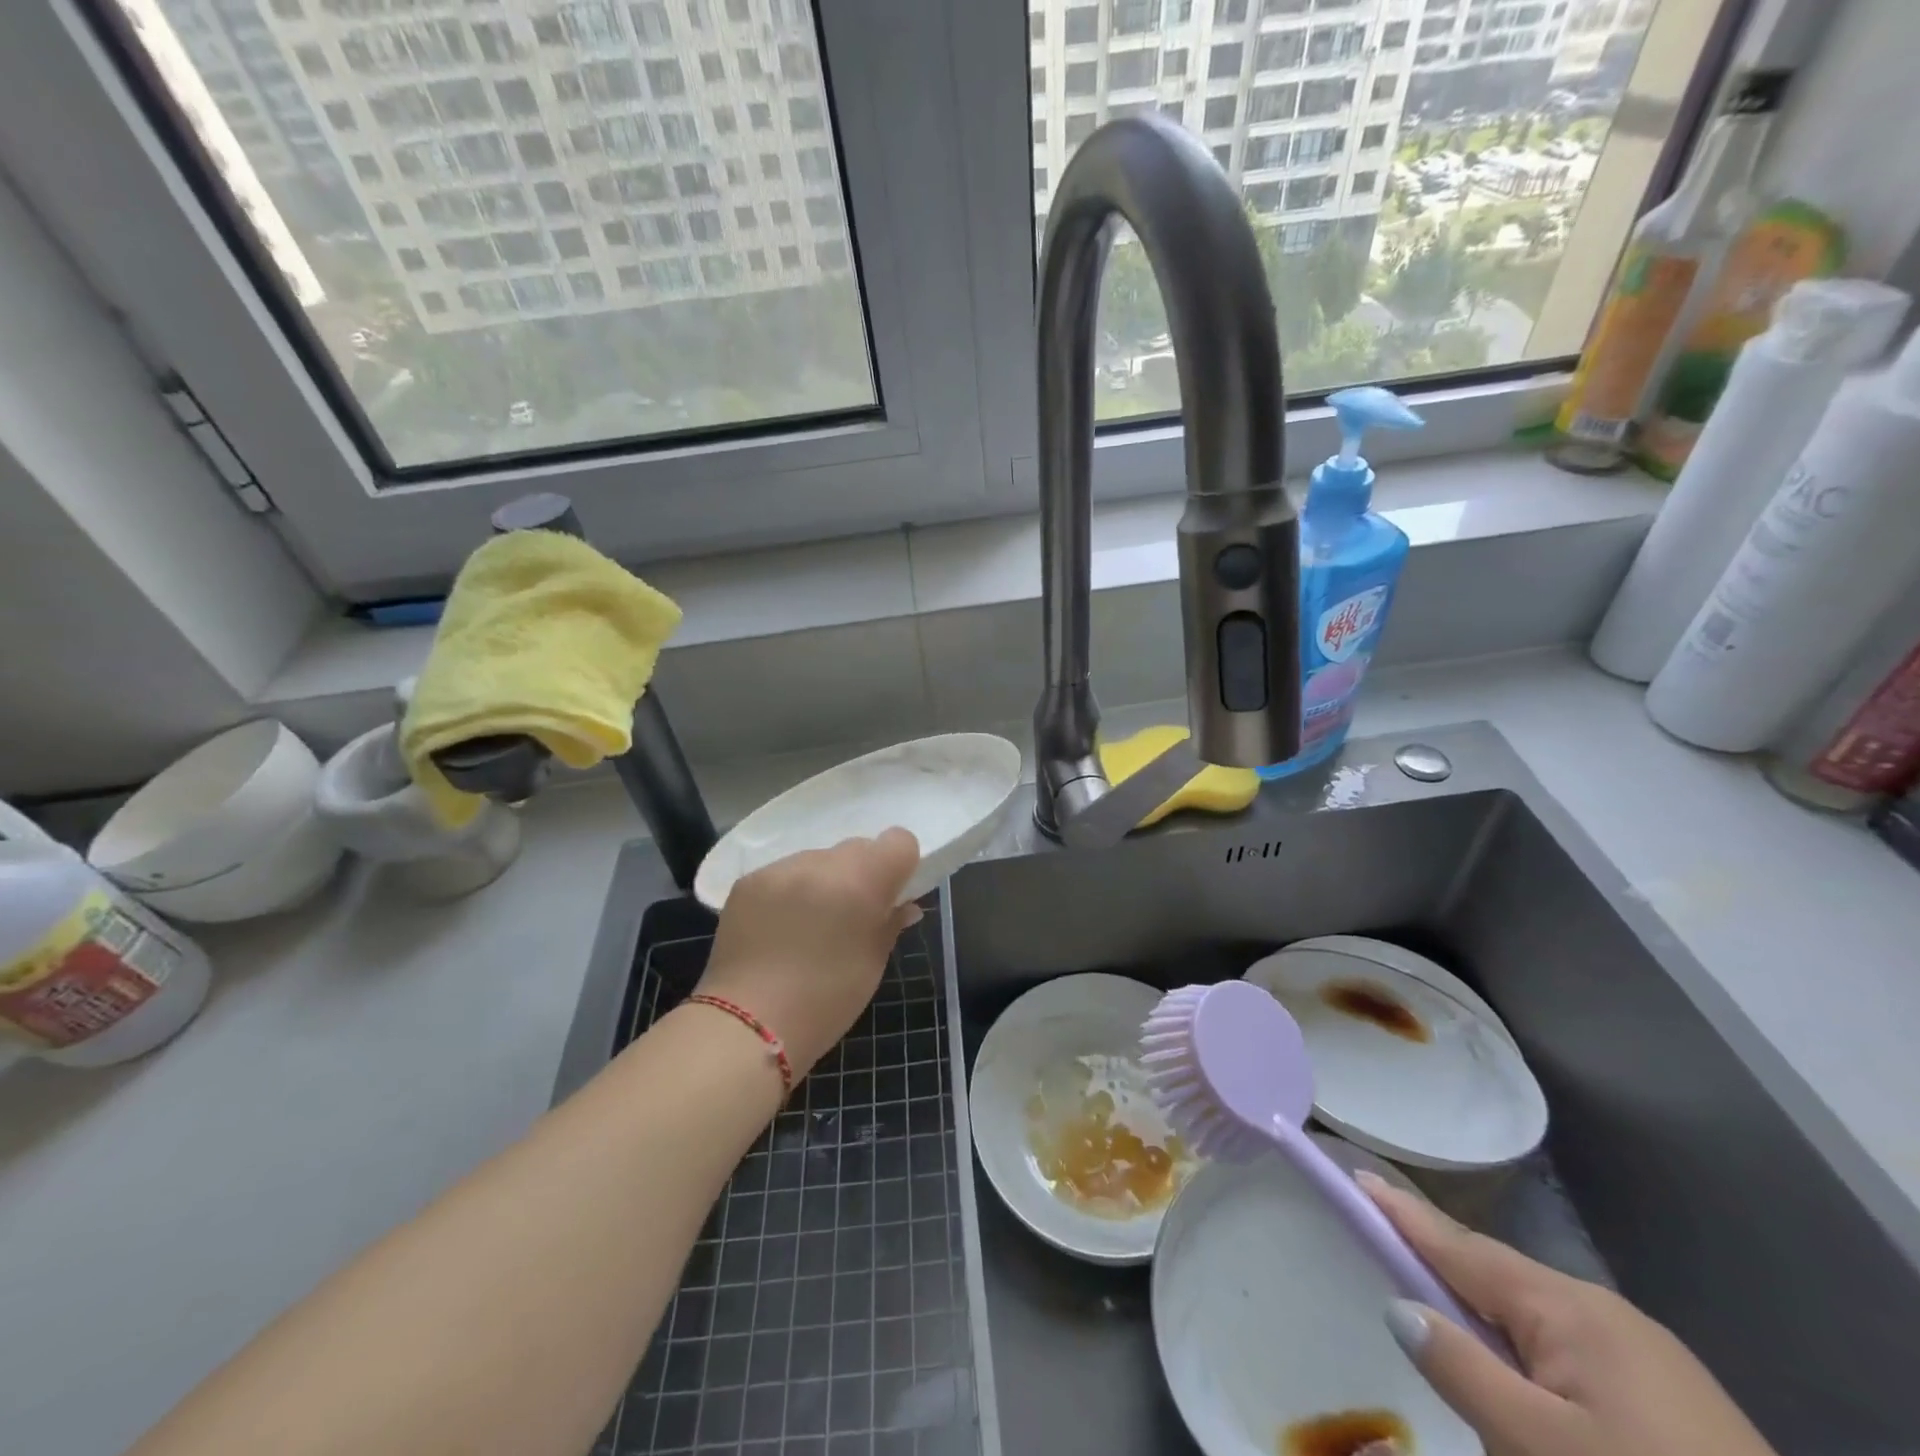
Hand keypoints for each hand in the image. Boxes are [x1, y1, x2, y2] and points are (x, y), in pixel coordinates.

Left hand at [696, 829, 921, 1076]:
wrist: (747, 1024)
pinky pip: (784, 874)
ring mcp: (780, 869)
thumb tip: (903, 905)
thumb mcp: (872, 964)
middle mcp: (820, 864)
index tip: (892, 894)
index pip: (898, 841)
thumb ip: (890, 923)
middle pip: (857, 848)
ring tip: (810, 924)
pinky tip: (780, 927)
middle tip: (852, 914)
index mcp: (860, 882)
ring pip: (818, 859)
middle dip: (862, 873)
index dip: (901, 864)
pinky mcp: (748, 881)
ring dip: (824, 881)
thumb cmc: (825, 1001)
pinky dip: (791, 891)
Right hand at [1358, 1172, 1777, 1455]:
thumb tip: (1400, 1306)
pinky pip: (1577, 1360)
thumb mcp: (1539, 1446)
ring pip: (1538, 1326)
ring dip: (1492, 1333)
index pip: (1460, 1246)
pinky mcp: (1679, 1403)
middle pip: (1498, 1281)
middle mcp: (1607, 1313)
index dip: (1403, 1214)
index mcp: (1570, 1308)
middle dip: (1446, 1279)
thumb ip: (1462, 1370)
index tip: (1357, 1176)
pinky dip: (1536, 1366)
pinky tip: (1539, 1403)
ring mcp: (1650, 1357)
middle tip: (1394, 1271)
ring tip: (1463, 1357)